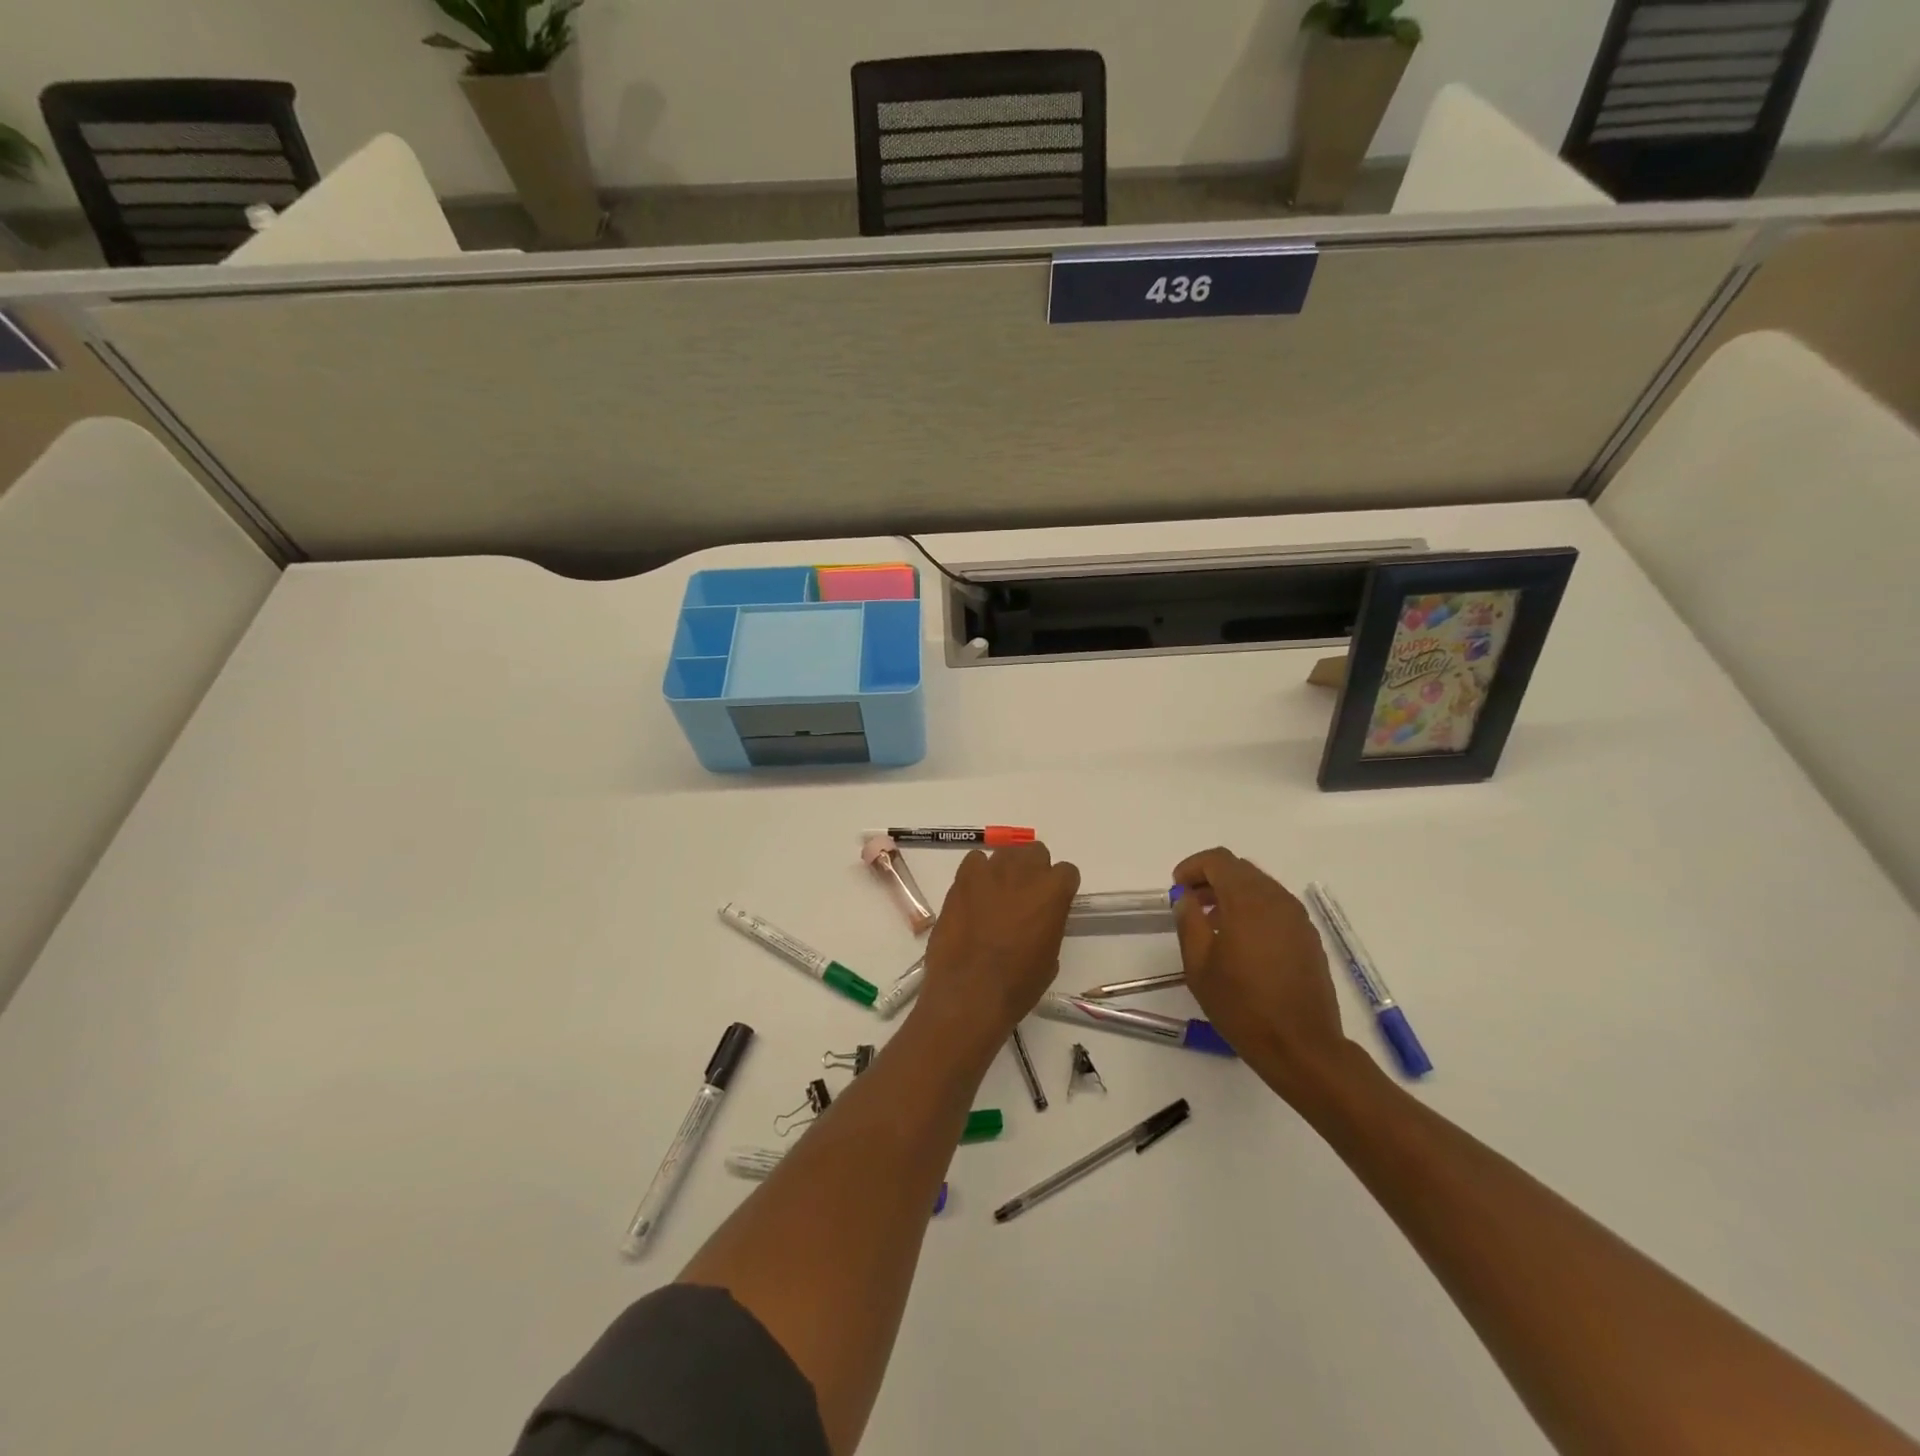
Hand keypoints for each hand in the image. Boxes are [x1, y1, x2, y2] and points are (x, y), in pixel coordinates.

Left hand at [917, 843, 1079, 1048]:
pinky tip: (973, 895)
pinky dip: (976, 873)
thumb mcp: (1049, 957)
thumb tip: (1038, 920)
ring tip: (996, 895)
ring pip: (1005, 853)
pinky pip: (975, 861)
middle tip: (1025, 895)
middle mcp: (1025, 872)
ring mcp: (991, 871)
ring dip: (1006, 870)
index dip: (1060, 888)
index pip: (1067, 872)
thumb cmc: (1017, 984)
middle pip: (1036, 852)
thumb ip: (1049, 925)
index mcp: (1053, 892)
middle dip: (1033, 870)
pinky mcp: (963, 878)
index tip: (1053, 903)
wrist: (970, 991)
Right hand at [1172, 848, 1353, 1101]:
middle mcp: (1277, 899)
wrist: (1301, 1046)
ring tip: (1213, 922)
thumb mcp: (1199, 965)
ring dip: (1233, 893)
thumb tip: (1186, 896)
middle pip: (1241, 869)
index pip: (1219, 860)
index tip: (1177, 887)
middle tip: (1190, 902)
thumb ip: (1188, 921)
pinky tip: (1241, 940)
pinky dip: (1253, 909)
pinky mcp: (1308, 937)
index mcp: (1248, 900)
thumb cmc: (1242, 1005)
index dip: (1193, 867)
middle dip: (1212, 878)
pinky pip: (1276, 907)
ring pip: (1260, 886)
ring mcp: (1297, 918)